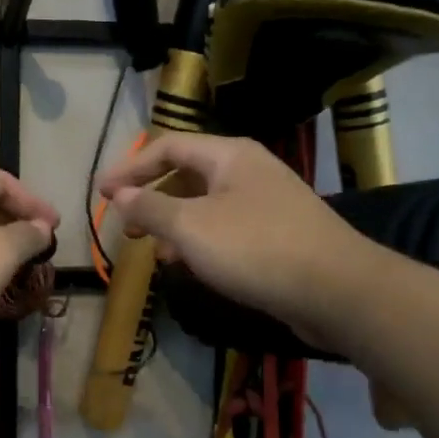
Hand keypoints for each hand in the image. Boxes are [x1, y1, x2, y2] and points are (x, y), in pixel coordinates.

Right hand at [97, 135, 370, 352]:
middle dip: (152, 199)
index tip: (101, 194)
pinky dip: (202, 242)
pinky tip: (194, 267)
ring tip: (157, 252)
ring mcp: (267, 202)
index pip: (167, 147)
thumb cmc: (256, 249)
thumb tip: (119, 195)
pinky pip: (227, 228)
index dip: (130, 169)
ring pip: (207, 205)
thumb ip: (150, 208)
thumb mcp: (191, 228)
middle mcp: (249, 170)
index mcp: (228, 155)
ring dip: (176, 225)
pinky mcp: (278, 234)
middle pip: (187, 174)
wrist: (337, 290)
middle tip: (127, 228)